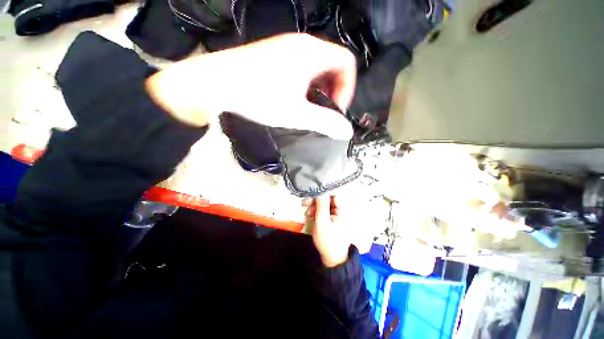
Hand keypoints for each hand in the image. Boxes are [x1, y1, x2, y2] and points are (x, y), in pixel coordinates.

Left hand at [146, 33, 355, 139]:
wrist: (214, 83)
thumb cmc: (258, 97)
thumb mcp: (297, 114)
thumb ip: (325, 123)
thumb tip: (346, 131)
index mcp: (312, 53)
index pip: (347, 62)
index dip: (348, 87)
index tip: (336, 108)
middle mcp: (301, 45)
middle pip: (333, 64)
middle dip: (334, 90)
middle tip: (324, 111)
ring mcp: (286, 48)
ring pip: (316, 67)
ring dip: (319, 89)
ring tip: (310, 108)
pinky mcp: (274, 56)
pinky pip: (301, 68)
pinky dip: (306, 85)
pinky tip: (295, 100)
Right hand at [304, 195, 350, 267]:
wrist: (332, 259)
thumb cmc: (328, 241)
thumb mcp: (322, 223)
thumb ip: (321, 205)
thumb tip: (320, 190)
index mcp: (343, 209)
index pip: (334, 193)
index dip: (322, 191)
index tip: (311, 194)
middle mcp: (341, 209)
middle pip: (328, 197)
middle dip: (315, 200)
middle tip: (304, 204)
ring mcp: (336, 213)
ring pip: (324, 203)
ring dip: (314, 206)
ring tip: (307, 213)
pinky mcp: (332, 217)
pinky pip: (323, 209)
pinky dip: (316, 211)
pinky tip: (310, 216)